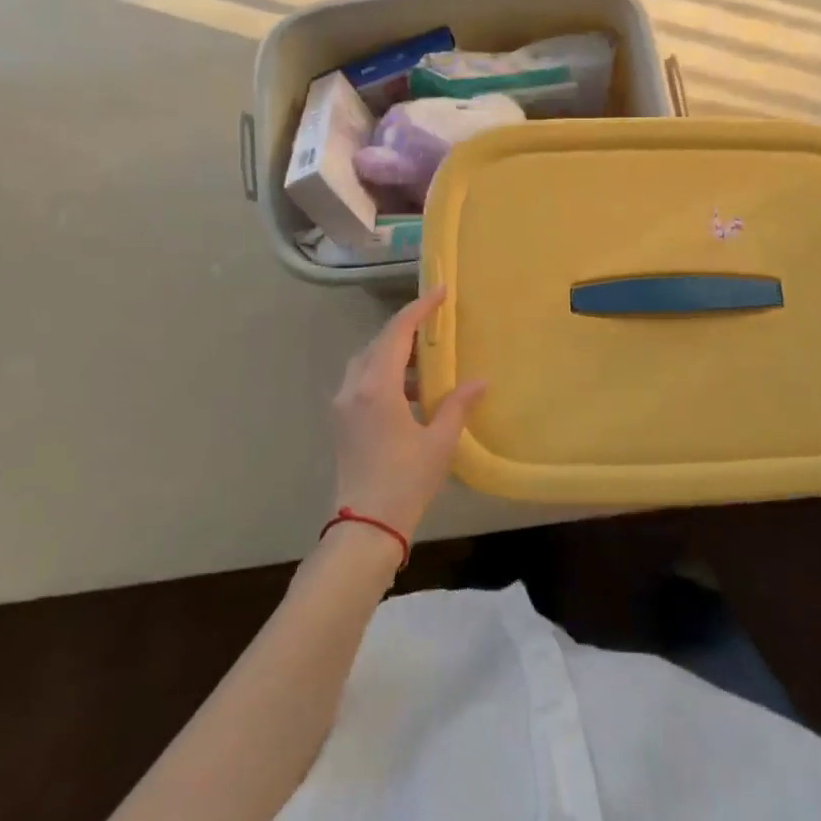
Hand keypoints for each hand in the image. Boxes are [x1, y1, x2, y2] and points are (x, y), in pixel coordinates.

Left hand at [330, 286, 486, 538]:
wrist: (364, 528)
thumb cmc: (405, 481)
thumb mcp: (439, 442)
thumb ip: (457, 405)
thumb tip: (479, 381)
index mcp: (376, 388)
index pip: (397, 333)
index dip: (419, 309)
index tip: (440, 292)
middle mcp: (353, 389)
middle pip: (378, 343)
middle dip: (405, 329)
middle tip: (434, 322)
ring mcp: (342, 406)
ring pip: (366, 363)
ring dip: (393, 354)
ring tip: (426, 362)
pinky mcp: (341, 423)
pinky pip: (362, 383)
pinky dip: (384, 376)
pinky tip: (410, 394)